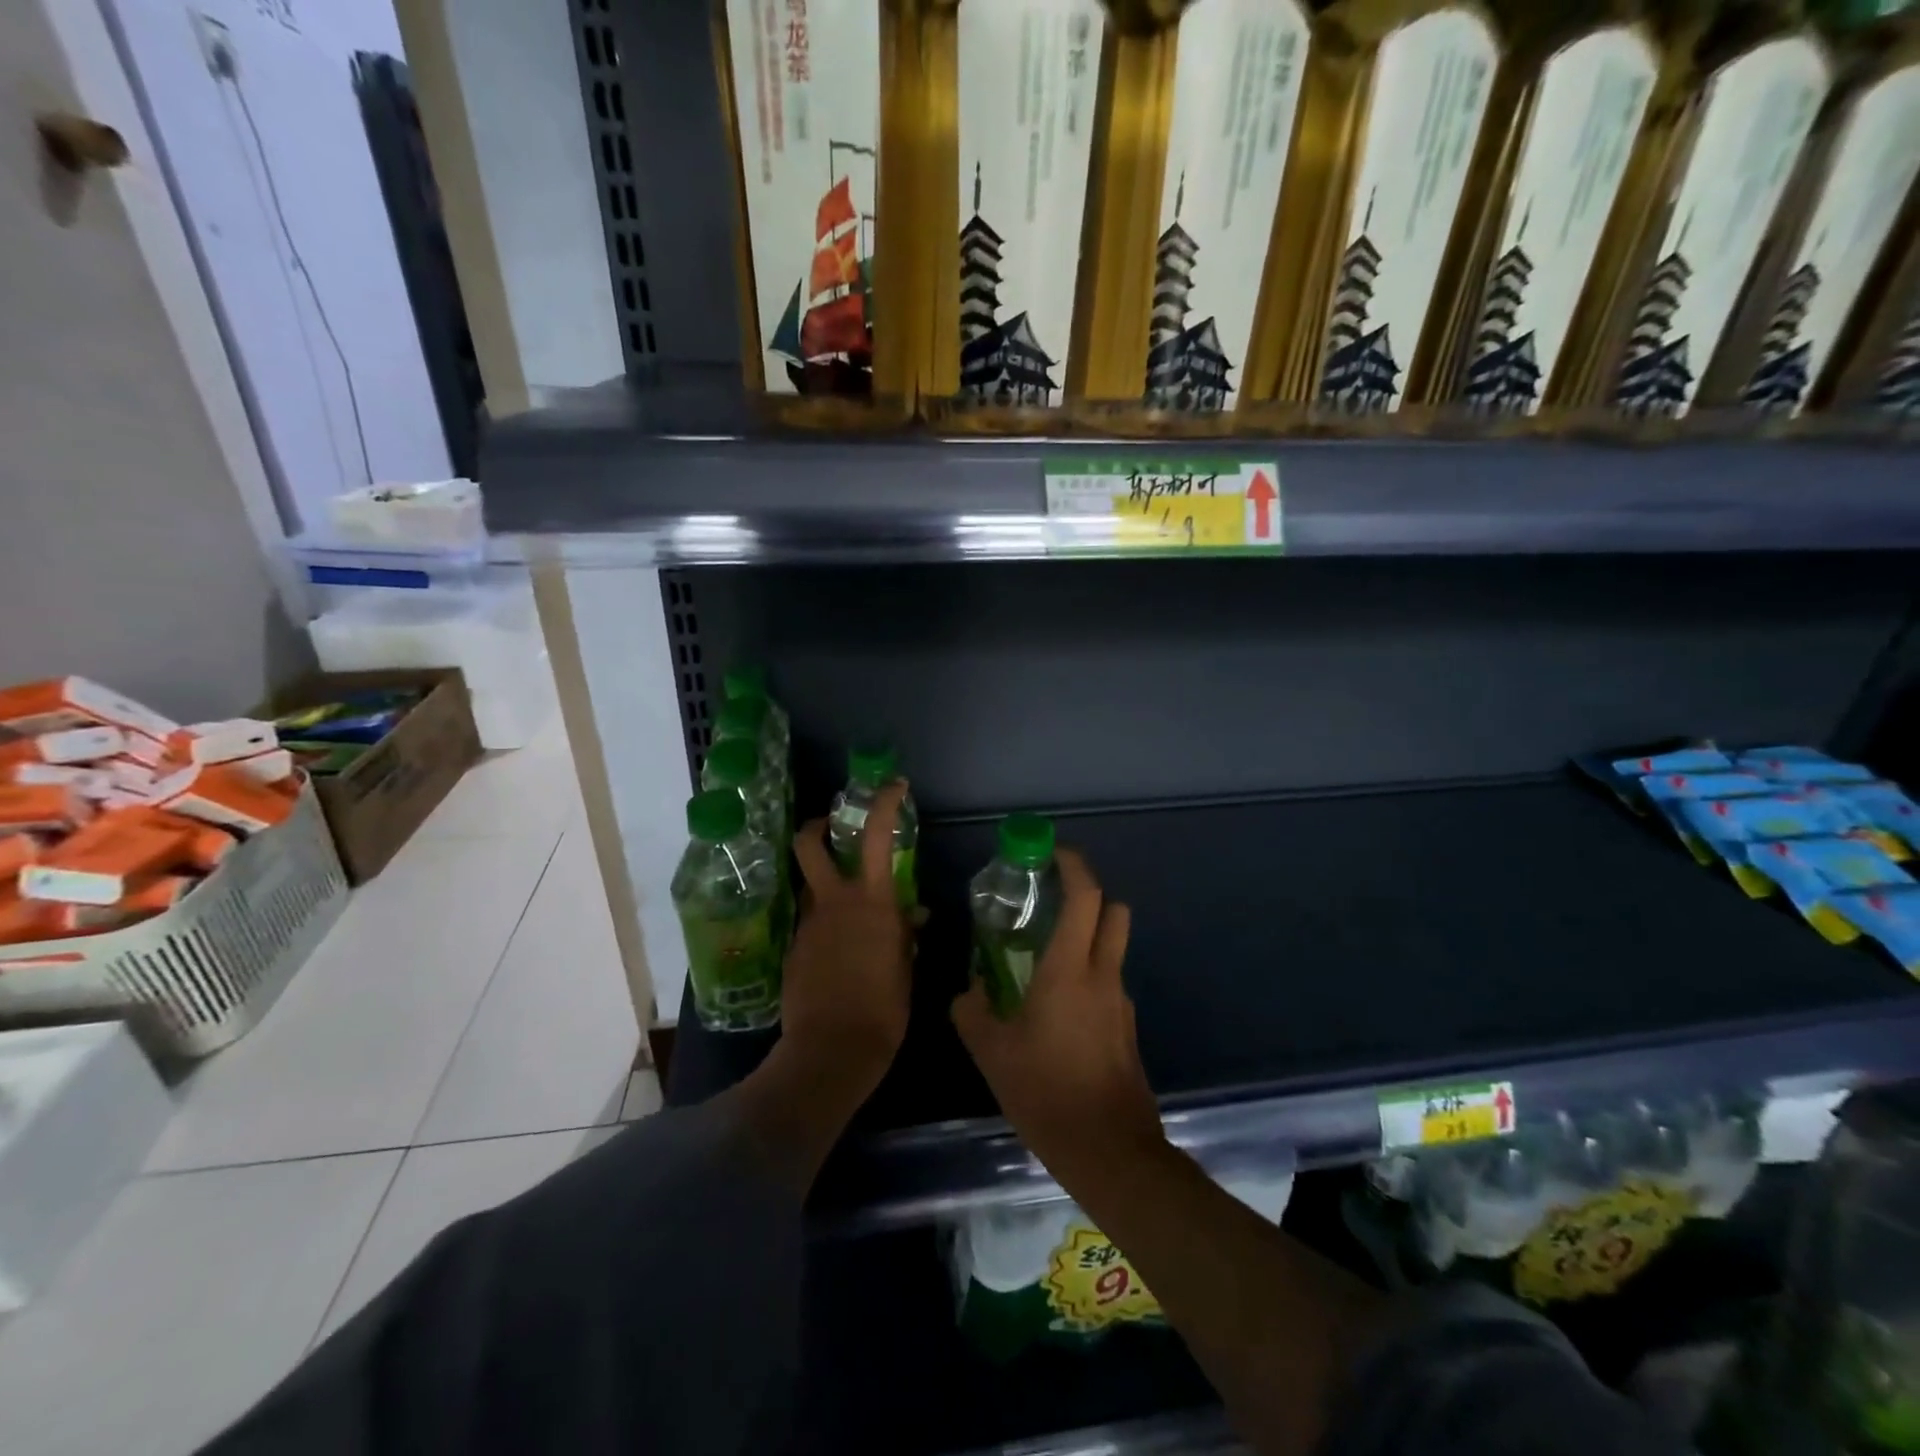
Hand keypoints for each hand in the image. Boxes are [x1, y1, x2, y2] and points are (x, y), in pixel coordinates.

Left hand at [781, 781, 914, 1092]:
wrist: (831, 1051)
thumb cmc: (883, 1010)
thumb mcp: (905, 969)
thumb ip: (904, 935)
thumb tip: (912, 917)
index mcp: (871, 903)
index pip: (875, 836)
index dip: (883, 803)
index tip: (893, 786)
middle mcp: (834, 903)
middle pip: (809, 844)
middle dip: (817, 827)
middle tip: (831, 827)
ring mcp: (807, 925)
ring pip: (811, 887)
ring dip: (826, 886)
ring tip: (849, 914)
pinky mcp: (792, 950)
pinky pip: (809, 924)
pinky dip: (824, 926)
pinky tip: (839, 955)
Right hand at [951, 848, 1164, 1183]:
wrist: (1109, 1152)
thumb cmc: (1046, 1093)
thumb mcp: (993, 1053)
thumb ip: (972, 1012)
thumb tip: (968, 990)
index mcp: (1069, 970)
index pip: (1086, 897)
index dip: (1074, 866)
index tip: (1054, 853)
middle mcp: (1103, 976)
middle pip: (1114, 911)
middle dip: (1090, 894)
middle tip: (1053, 900)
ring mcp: (1121, 1003)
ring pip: (1113, 948)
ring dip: (1087, 938)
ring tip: (1044, 960)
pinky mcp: (1127, 1029)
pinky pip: (1109, 983)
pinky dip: (1088, 976)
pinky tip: (1058, 1010)